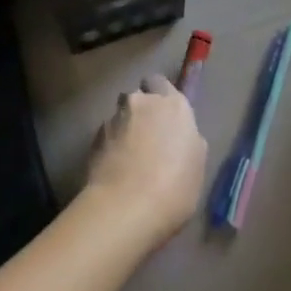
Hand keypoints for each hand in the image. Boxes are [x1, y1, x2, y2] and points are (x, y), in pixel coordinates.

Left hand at [84, 75, 207, 243]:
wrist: (126, 208)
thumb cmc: (174, 187)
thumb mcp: (197, 164)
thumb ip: (188, 140)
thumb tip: (179, 138)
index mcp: (173, 104)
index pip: (161, 83)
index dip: (160, 97)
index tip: (164, 117)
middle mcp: (142, 103)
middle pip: (137, 96)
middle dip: (139, 110)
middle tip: (146, 136)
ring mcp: (114, 119)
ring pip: (119, 116)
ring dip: (123, 129)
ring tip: (127, 157)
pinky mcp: (93, 139)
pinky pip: (105, 136)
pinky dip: (109, 147)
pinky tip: (114, 169)